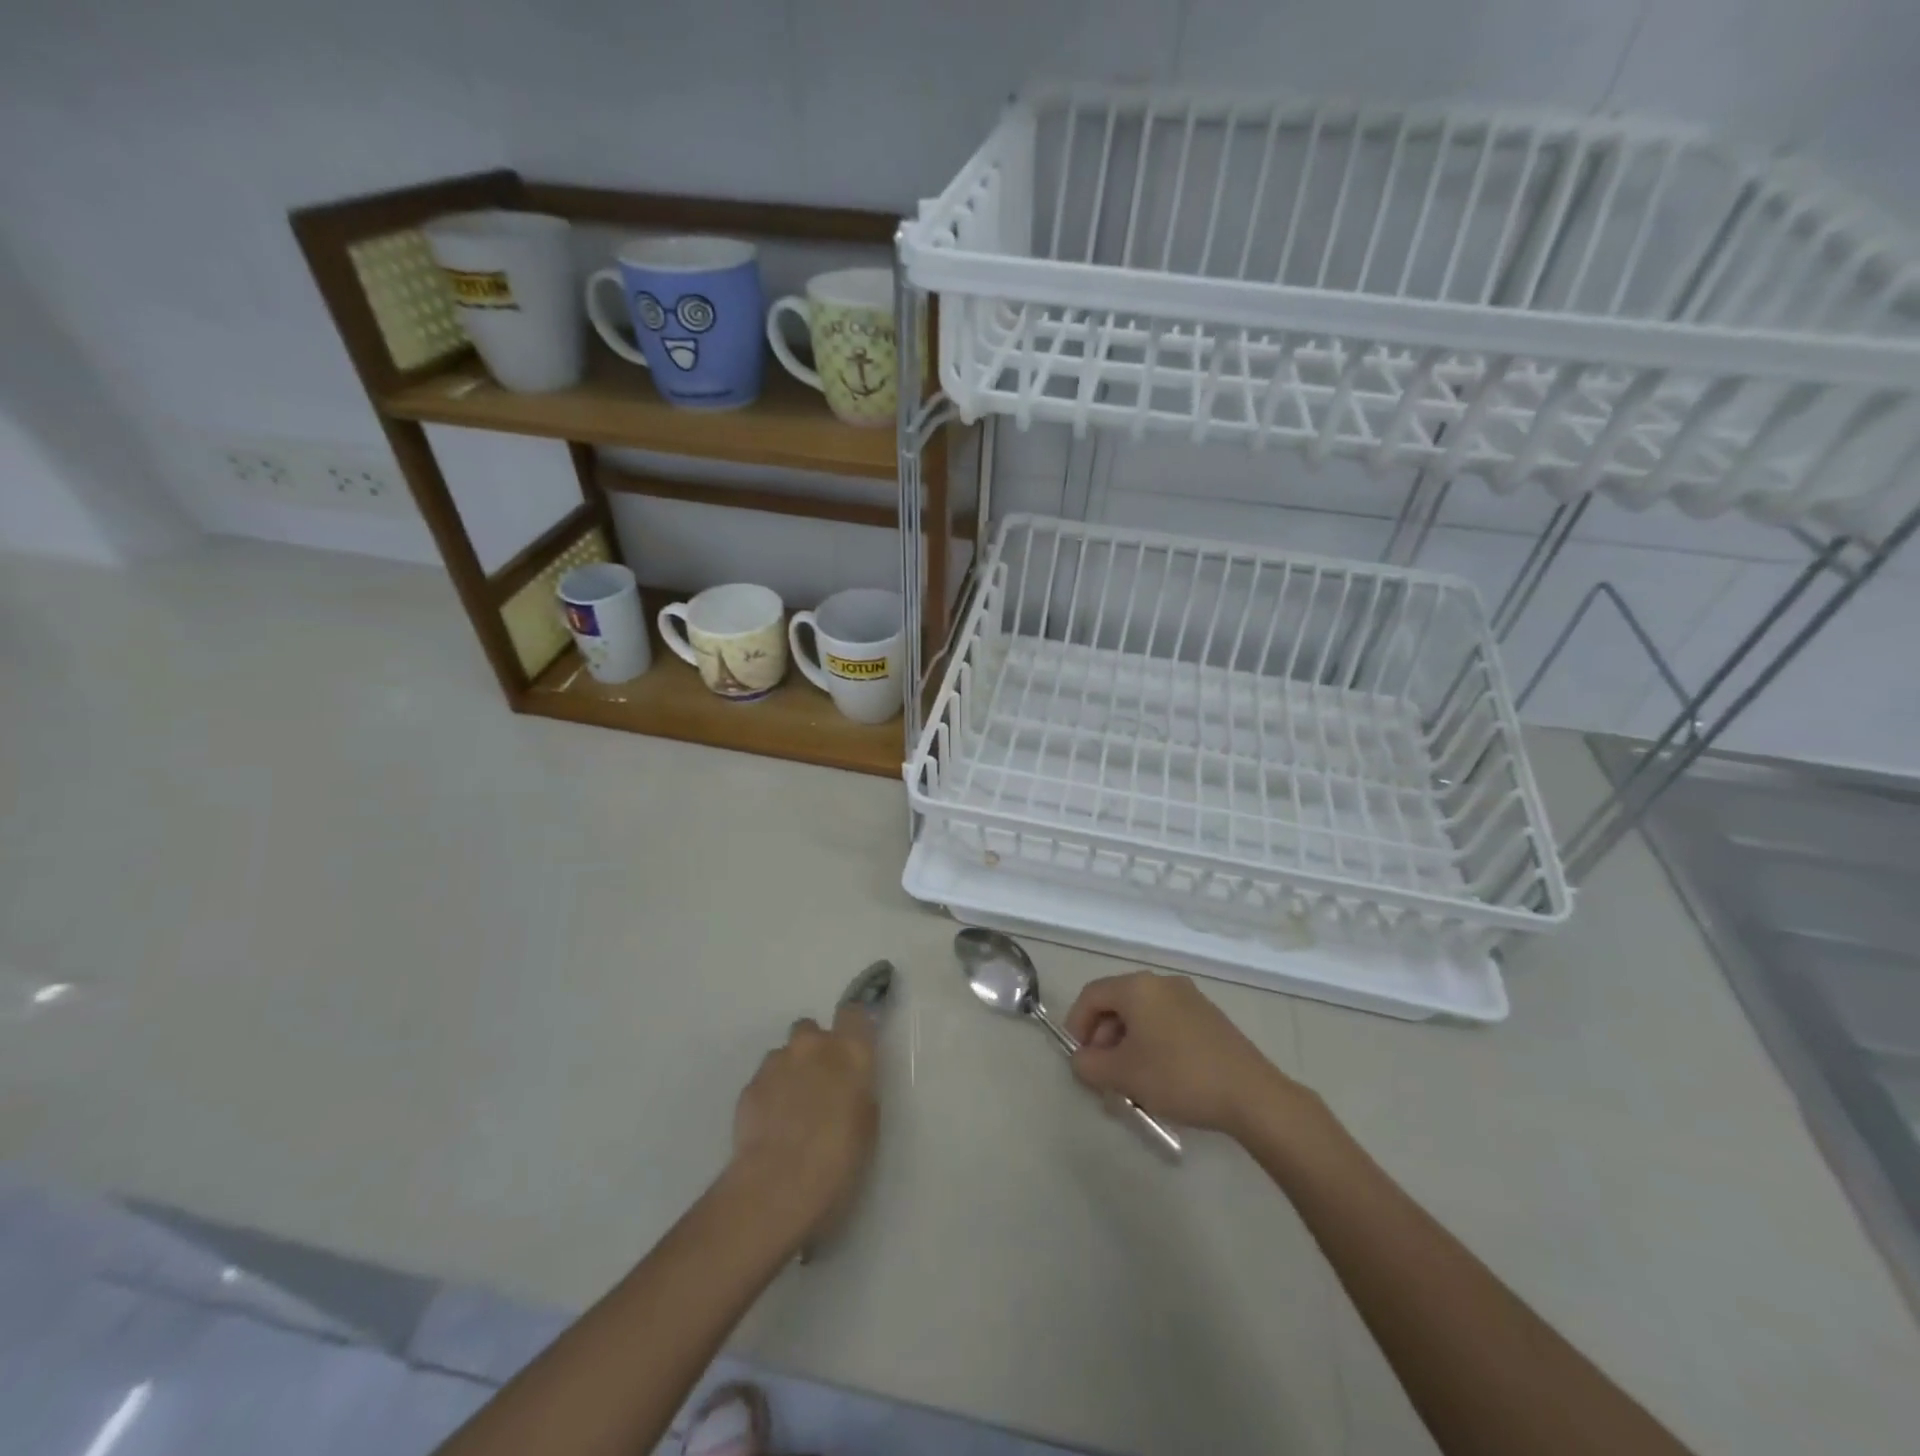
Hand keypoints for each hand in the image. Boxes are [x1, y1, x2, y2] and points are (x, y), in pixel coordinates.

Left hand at [729, 1003, 879, 1245]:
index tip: (855, 1044)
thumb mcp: (867, 1124)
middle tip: (821, 1083)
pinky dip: (769, 1095)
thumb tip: (849, 1085)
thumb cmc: (839, 1159)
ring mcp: (777, 1063)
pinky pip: (764, 1080)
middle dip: (814, 1049)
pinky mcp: (750, 1086)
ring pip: (784, 1054)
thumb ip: (859, 1090)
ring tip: (792, 1110)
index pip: (854, 1012)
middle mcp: (813, 1046)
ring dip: (790, 1071)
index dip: (853, 1026)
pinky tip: (772, 1127)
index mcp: (850, 1051)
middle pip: (812, 1029)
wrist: (778, 1186)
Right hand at [1063, 971, 1306, 1139]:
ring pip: (1143, 1015)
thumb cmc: (1178, 1076)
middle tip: (1104, 1075)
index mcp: (1138, 987)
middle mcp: (1162, 983)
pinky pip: (1166, 1023)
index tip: (1079, 1059)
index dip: (1077, 1025)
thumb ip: (1089, 1065)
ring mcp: (1189, 998)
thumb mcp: (1123, 1075)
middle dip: (1103, 1039)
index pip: (1092, 995)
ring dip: (1127, 1044)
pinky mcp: (1209, 1018)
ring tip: (1131, 1082)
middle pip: (1117, 1003)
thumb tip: (1081, 1060)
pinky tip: (1160, 1078)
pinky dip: (1153, 1044)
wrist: (1251, 1095)